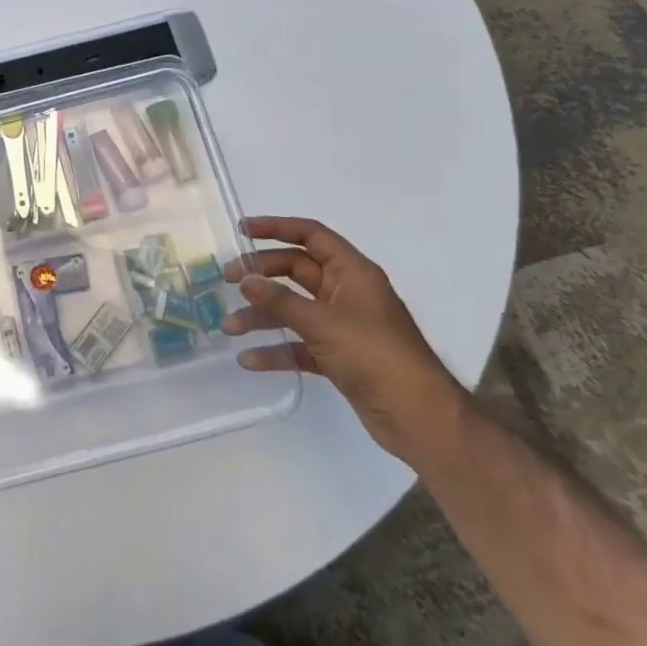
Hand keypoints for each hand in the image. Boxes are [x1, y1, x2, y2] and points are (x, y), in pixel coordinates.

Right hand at [222, 216, 467, 463]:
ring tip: (229, 328)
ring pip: (293, 309)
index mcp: (352, 273)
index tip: (241, 231)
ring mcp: (342, 326)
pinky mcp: (339, 357)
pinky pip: (299, 344)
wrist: (419, 417)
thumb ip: (280, 300)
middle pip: (296, 271)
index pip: (311, 235)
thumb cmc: (374, 356)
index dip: (276, 228)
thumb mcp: (322, 323)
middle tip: (227, 280)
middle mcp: (346, 293)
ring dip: (262, 316)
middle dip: (261, 275)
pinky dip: (276, 349)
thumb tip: (245, 280)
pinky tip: (249, 360)